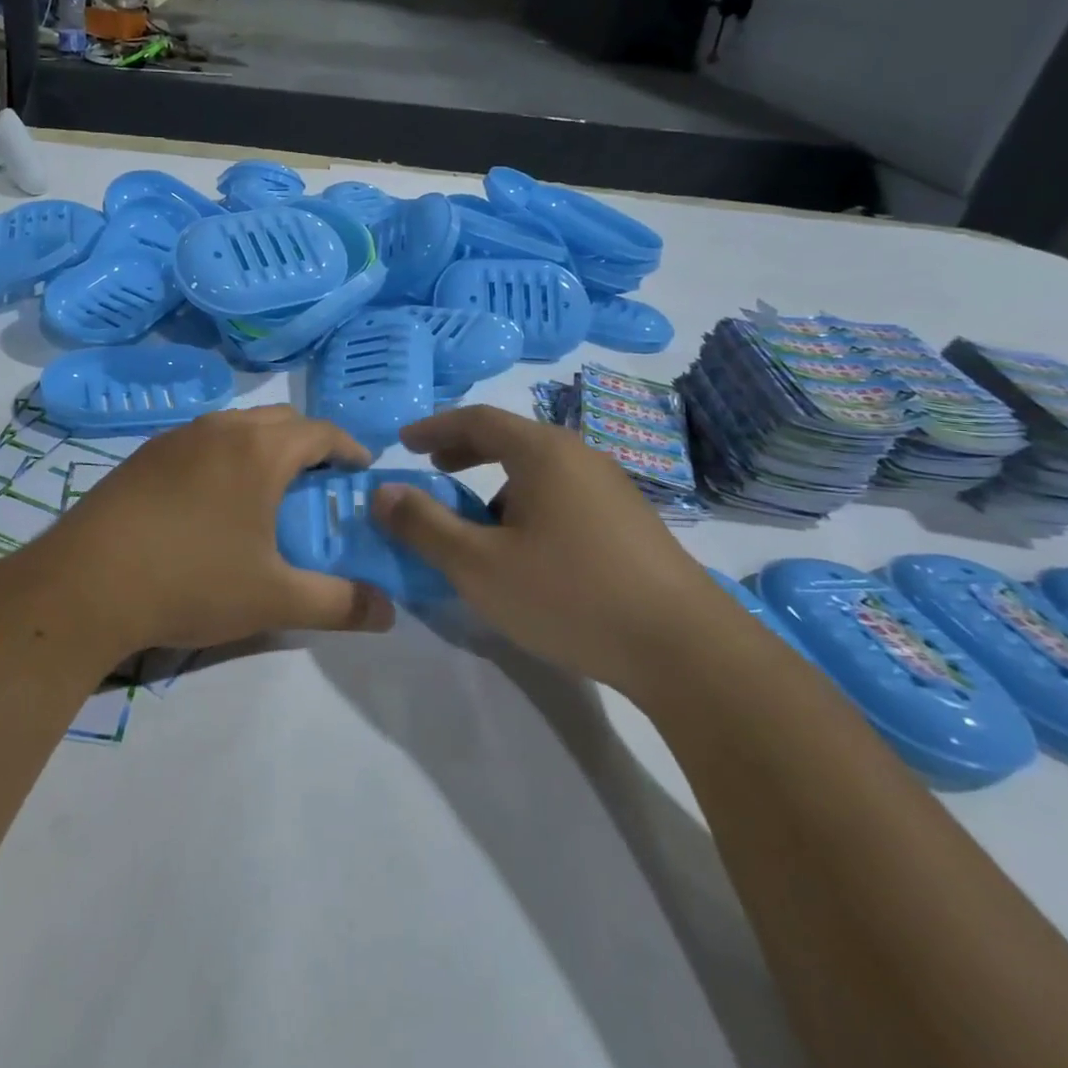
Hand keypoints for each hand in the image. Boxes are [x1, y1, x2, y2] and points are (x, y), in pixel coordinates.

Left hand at [12, 406, 395, 661]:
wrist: (86, 584)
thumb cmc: (191, 581)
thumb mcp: (274, 599)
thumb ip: (339, 603)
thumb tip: (389, 614)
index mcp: (259, 450)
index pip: (321, 432)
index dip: (348, 449)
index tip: (360, 473)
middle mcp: (219, 429)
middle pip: (280, 420)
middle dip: (308, 444)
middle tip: (317, 486)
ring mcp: (175, 438)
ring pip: (236, 426)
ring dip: (263, 447)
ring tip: (267, 492)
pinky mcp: (143, 455)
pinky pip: (200, 441)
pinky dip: (224, 456)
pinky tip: (212, 501)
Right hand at [370, 405, 723, 695]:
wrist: (685, 649)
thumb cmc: (569, 595)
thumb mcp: (478, 565)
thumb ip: (424, 525)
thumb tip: (382, 492)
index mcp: (543, 453)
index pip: (477, 419)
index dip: (434, 427)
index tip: (403, 442)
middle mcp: (579, 456)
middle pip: (511, 438)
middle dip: (464, 450)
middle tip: (433, 469)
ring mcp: (611, 488)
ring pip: (539, 469)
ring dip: (497, 482)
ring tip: (476, 519)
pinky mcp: (630, 521)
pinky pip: (563, 493)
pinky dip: (528, 501)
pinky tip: (526, 548)